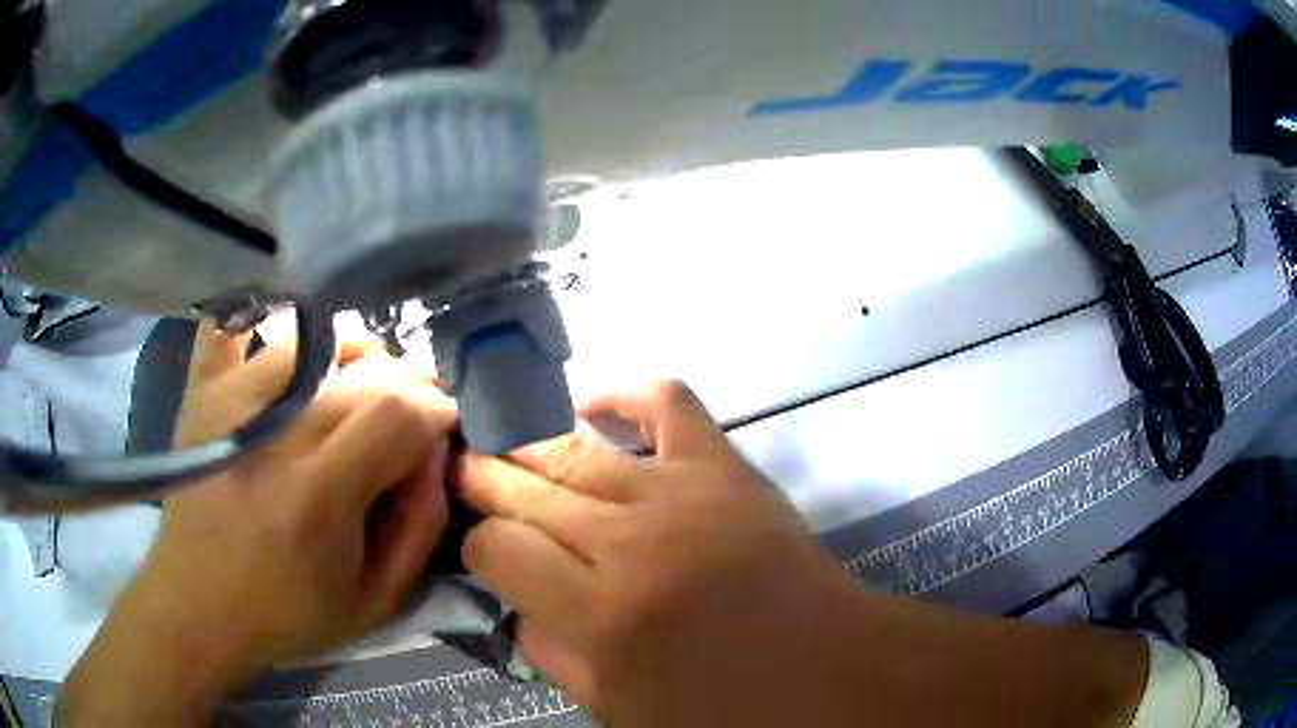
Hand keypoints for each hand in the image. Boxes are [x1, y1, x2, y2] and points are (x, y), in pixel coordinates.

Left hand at [58, 323, 455, 724]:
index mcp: (316, 498)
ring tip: (360, 388)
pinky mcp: (202, 391)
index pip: (397, 412)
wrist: (197, 606)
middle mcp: (271, 436)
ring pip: (316, 341)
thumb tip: (437, 449)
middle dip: (406, 385)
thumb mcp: (376, 601)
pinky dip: (271, 317)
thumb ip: (421, 526)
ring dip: (355, 355)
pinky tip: (297, 342)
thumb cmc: (288, 614)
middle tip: (410, 417)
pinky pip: (238, 326)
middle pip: (362, 374)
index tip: (442, 428)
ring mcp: (228, 402)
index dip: (435, 409)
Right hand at [457, 380, 861, 725]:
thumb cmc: (722, 708)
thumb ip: (551, 655)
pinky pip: (664, 401)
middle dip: (481, 478)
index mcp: (599, 614)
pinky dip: (621, 393)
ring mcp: (679, 493)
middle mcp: (629, 542)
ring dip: (524, 443)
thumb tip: (513, 605)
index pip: (497, 548)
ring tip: (501, 445)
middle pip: (523, 487)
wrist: (826, 670)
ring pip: (571, 447)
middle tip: (463, 473)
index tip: (480, 550)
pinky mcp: (724, 466)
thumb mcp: (618, 708)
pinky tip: (589, 403)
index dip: (476, 546)